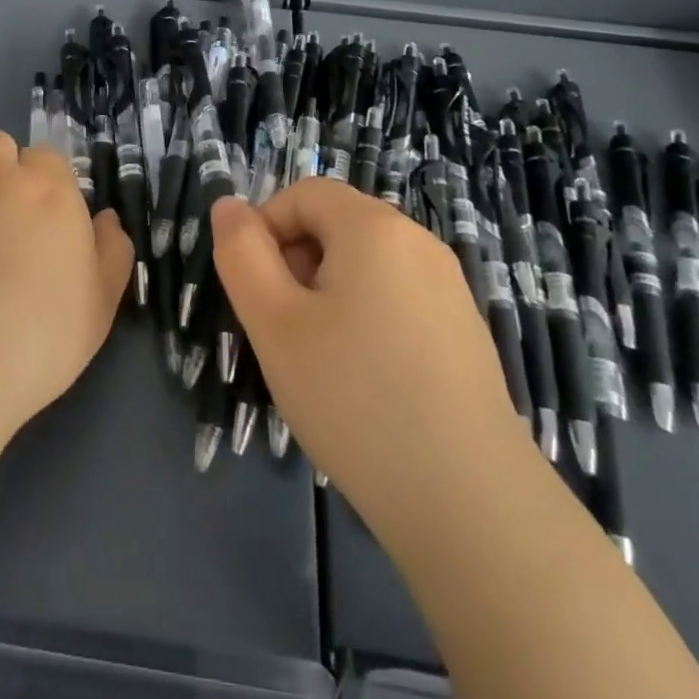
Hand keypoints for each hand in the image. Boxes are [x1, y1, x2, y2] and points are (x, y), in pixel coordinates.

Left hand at [0, 130, 133, 436]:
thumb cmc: (45, 329)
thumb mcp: (101, 301)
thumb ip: (111, 251)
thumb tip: (105, 220)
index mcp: (50, 190)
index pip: (49, 157)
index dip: (52, 182)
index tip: (57, 219)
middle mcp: (0, 183)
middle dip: (5, 167)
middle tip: (16, 218)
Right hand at [211, 180, 528, 542]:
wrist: (470, 504)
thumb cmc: (354, 398)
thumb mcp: (274, 323)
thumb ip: (241, 254)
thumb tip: (228, 206)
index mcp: (373, 227)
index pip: (303, 193)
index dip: (266, 229)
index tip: (256, 292)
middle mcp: (418, 242)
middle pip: (336, 225)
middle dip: (297, 263)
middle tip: (284, 331)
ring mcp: (449, 286)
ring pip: (365, 265)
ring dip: (328, 294)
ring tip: (321, 361)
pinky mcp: (465, 329)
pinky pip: (397, 298)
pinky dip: (367, 319)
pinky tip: (366, 382)